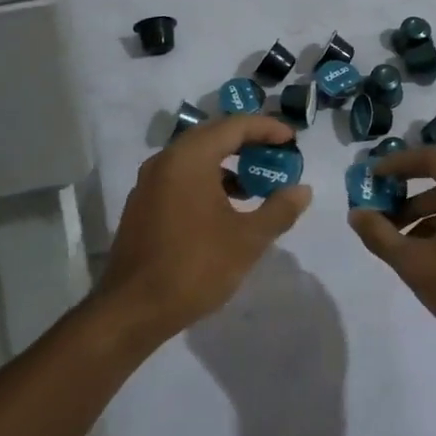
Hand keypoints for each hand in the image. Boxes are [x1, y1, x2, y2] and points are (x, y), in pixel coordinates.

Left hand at [98, 115, 312, 344]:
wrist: (133, 308)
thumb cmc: (194, 267)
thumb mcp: (247, 240)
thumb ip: (279, 210)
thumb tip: (303, 190)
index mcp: (189, 158)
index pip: (233, 126)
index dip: (266, 128)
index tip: (291, 140)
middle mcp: (165, 160)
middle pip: (212, 136)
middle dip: (247, 142)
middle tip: (276, 155)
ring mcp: (149, 182)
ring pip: (194, 158)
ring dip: (227, 164)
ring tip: (255, 186)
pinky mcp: (142, 204)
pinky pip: (180, 177)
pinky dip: (206, 180)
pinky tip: (224, 209)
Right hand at [347, 148, 435, 362]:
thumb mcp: (414, 263)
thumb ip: (380, 235)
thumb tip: (356, 214)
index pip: (432, 157)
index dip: (398, 162)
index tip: (374, 175)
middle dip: (407, 187)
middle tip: (380, 200)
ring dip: (422, 208)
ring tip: (394, 232)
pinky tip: (420, 248)